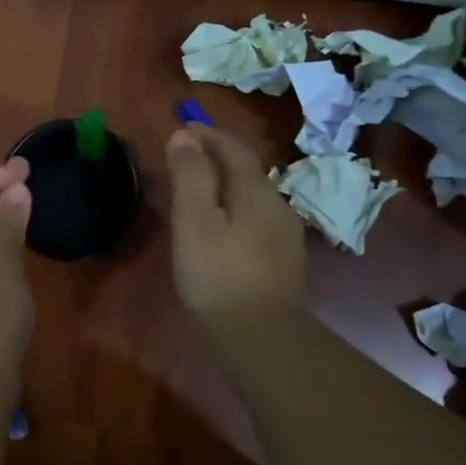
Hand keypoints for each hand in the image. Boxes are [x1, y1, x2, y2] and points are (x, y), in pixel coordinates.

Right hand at [166, 125, 304, 342]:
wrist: (262, 337)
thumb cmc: (219, 273)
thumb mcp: (195, 220)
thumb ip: (191, 175)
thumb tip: (185, 136)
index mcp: (256, 190)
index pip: (233, 148)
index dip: (207, 134)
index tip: (182, 127)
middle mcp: (277, 205)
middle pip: (245, 170)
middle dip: (215, 157)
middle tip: (183, 157)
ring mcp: (284, 235)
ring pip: (250, 196)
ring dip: (223, 184)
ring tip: (195, 191)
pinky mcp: (282, 261)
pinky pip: (254, 219)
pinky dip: (232, 209)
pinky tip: (218, 227)